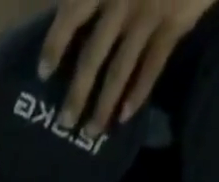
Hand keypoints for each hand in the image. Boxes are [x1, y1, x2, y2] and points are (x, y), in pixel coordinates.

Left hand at [43, 0, 217, 135]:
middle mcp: (122, 0)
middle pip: (91, 57)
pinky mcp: (175, 23)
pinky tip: (125, 116)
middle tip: (64, 124)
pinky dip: (138, 93)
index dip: (55, 45)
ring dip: (103, 106)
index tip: (43, 73)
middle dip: (76, 95)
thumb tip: (75, 4)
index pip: (71, 14)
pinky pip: (152, 67)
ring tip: (91, 132)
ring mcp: (149, 14)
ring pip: (119, 71)